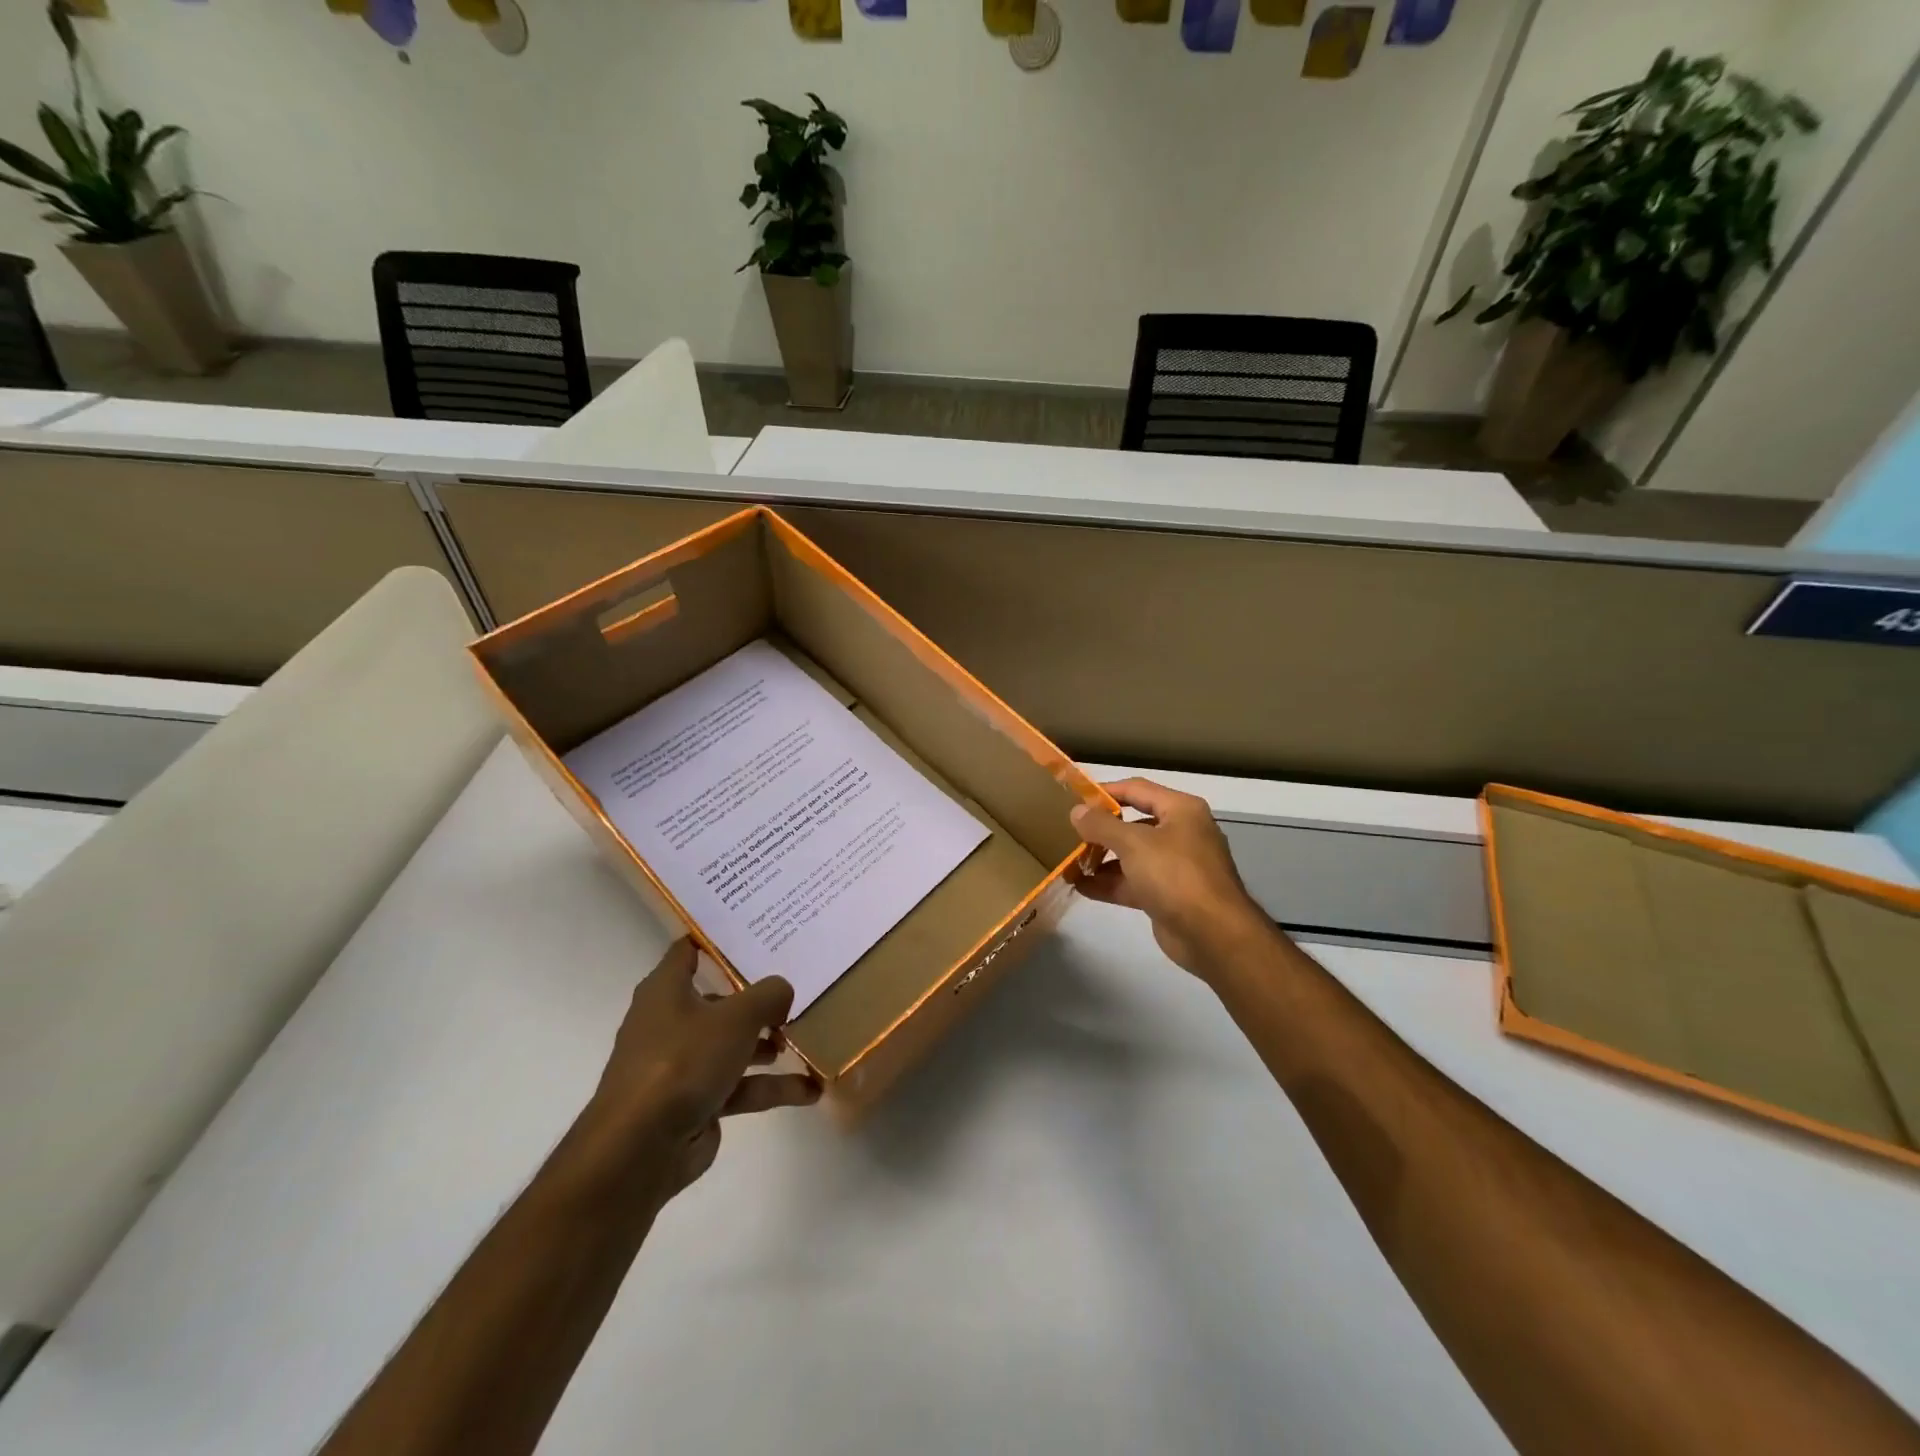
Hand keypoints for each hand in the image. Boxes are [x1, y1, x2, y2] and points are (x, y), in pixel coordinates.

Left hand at [583, 938, 818, 1199]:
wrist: (640, 1149)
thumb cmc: (683, 1061)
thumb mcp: (736, 1017)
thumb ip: (768, 996)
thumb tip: (783, 991)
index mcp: (666, 990)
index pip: (689, 951)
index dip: (717, 938)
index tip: (755, 929)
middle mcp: (670, 1022)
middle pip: (719, 1000)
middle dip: (757, 998)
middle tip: (796, 987)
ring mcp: (682, 1065)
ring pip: (732, 1045)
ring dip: (768, 1046)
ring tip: (807, 1040)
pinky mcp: (695, 1102)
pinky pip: (739, 1086)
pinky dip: (771, 1087)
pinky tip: (810, 1090)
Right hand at [1071, 778, 1278, 982]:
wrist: (1213, 935)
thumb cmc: (1175, 875)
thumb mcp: (1133, 844)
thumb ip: (1101, 825)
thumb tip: (1077, 811)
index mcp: (1181, 810)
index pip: (1137, 789)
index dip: (1106, 791)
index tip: (1076, 798)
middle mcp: (1181, 833)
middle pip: (1133, 823)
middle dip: (1101, 830)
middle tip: (1069, 832)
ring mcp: (1176, 866)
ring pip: (1132, 855)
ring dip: (1102, 859)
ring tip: (1069, 861)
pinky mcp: (1169, 895)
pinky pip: (1134, 882)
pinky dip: (1110, 883)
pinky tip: (1081, 886)